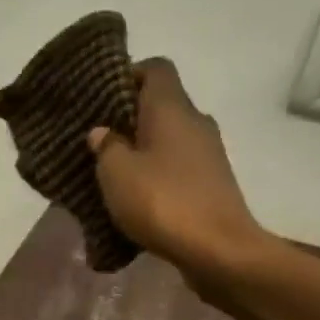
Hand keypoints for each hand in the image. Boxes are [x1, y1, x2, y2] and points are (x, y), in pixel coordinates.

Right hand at [87, 59, 263, 285]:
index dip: (128, 75)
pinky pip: (179, 168)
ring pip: (170, 139)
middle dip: (130, 119)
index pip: (155, 69)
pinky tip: (138, 199)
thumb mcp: (117, 173)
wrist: (219, 251)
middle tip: (100, 140)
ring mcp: (209, 154)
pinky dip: (159, 176)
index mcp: (172, 108)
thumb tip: (103, 132)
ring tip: (114, 174)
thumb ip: (106, 147)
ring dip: (144, 151)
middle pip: (162, 105)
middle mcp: (195, 122)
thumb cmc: (163, 201)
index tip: (103, 99)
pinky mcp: (213, 184)